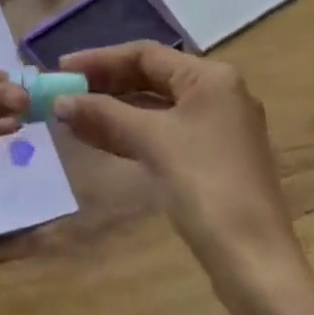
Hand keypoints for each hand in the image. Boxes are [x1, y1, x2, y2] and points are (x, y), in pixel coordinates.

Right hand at [54, 42, 313, 314]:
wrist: (254, 260)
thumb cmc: (205, 185)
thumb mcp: (152, 141)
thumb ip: (104, 115)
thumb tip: (60, 101)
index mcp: (212, 78)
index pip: (146, 54)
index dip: (100, 59)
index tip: (62, 70)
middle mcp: (218, 95)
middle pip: (152, 78)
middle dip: (106, 85)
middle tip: (63, 92)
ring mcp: (216, 130)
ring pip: (155, 108)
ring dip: (113, 111)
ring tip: (70, 117)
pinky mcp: (210, 160)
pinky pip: (162, 134)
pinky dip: (130, 133)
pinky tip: (97, 138)